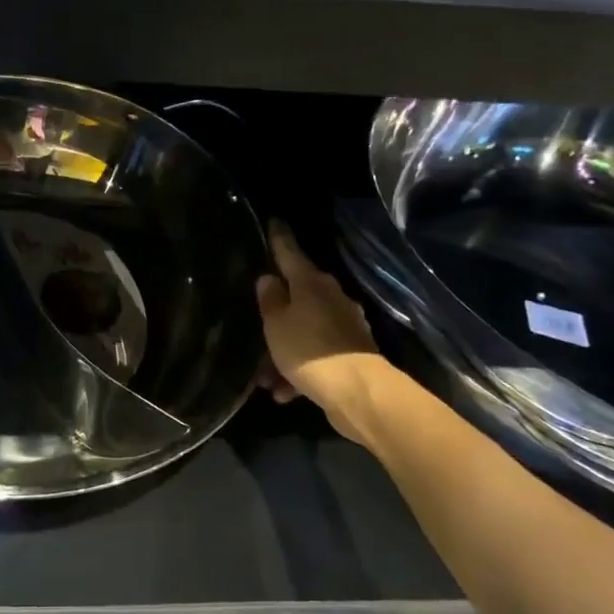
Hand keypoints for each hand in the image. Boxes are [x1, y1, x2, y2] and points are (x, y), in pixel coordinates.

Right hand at [255, 221, 383, 440]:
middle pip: (298, 295)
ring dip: (284, 350)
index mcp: (311, 283)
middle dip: (277, 311)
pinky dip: (299, 370)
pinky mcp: (351, 353)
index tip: (274, 221)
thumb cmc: (309, 350)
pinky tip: (283, 392)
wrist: (357, 392)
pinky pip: (316, 355)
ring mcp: (344, 326)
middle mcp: (332, 298)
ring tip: (264, 377)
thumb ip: (270, 299)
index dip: (279, 238)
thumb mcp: (276, 324)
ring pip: (304, 330)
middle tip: (256, 321)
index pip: (290, 252)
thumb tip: (269, 278)